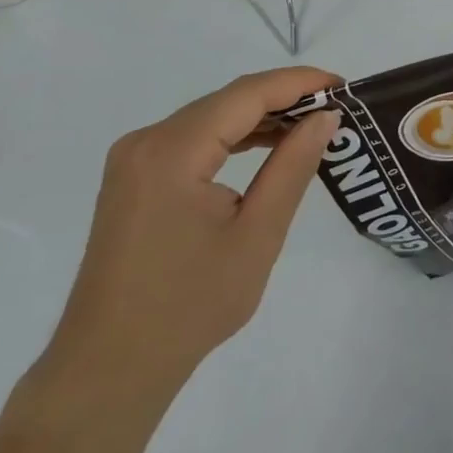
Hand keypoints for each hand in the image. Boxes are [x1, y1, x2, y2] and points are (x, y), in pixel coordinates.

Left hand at [31, 67, 341, 415]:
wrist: (109, 370)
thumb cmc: (189, 307)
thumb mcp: (257, 235)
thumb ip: (292, 167)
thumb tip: (325, 117)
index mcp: (172, 151)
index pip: (247, 94)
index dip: (299, 82)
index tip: (344, 86)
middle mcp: (147, 141)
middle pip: (227, 101)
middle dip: (283, 98)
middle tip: (336, 108)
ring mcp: (135, 159)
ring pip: (211, 117)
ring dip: (260, 118)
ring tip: (311, 125)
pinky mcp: (134, 178)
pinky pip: (193, 140)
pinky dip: (233, 138)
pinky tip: (266, 147)